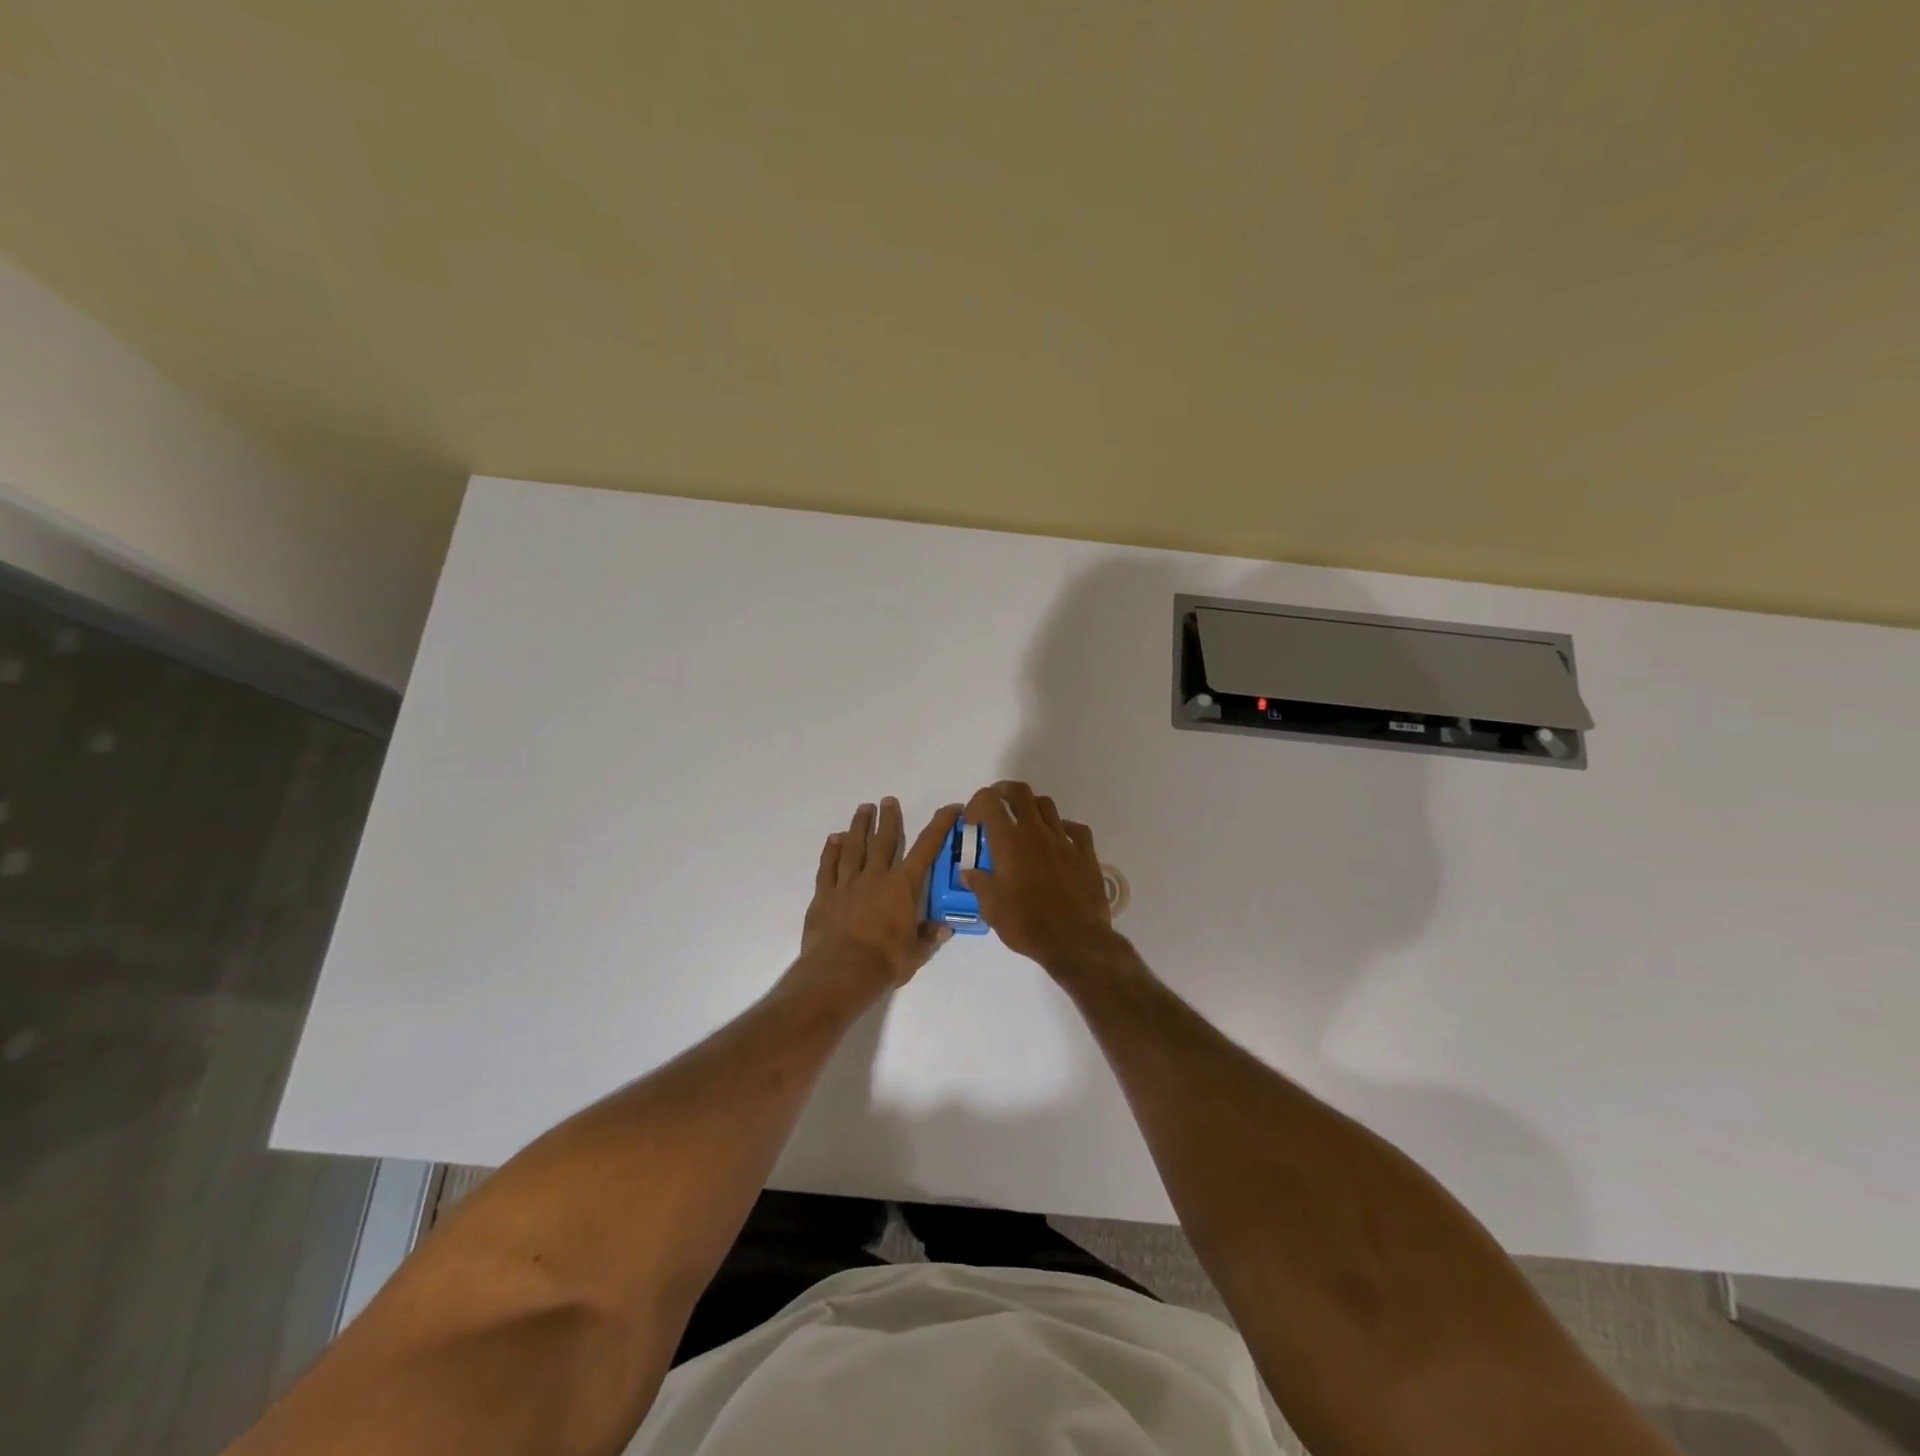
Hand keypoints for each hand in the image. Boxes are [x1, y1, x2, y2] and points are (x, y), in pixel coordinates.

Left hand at [799, 797, 961, 992]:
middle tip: (888, 800)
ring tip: (863, 809)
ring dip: (860, 826)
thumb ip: (929, 937)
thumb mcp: (916, 954)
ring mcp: (848, 884)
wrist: (840, 972)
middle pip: (884, 840)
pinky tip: (833, 839)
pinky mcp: (825, 895)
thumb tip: (945, 927)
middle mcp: (876, 877)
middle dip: (889, 819)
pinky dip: (831, 851)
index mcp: (903, 887)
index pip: (926, 848)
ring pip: (854, 847)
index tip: (950, 808)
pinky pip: (828, 867)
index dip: (939, 825)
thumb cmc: (885, 963)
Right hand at [960, 781, 1117, 972]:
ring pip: (1047, 805)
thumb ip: (979, 884)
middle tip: (996, 805)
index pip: (990, 802)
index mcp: (1009, 842)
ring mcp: (1064, 840)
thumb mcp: (992, 909)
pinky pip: (1075, 829)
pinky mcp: (1086, 854)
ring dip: (1031, 807)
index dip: (977, 803)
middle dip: (1004, 792)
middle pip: (1021, 793)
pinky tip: (1058, 840)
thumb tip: (969, 873)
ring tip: (1024, 823)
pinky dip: (1062, 827)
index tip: (972, 820)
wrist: (1075, 941)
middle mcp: (1036, 832)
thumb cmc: (1027, 924)